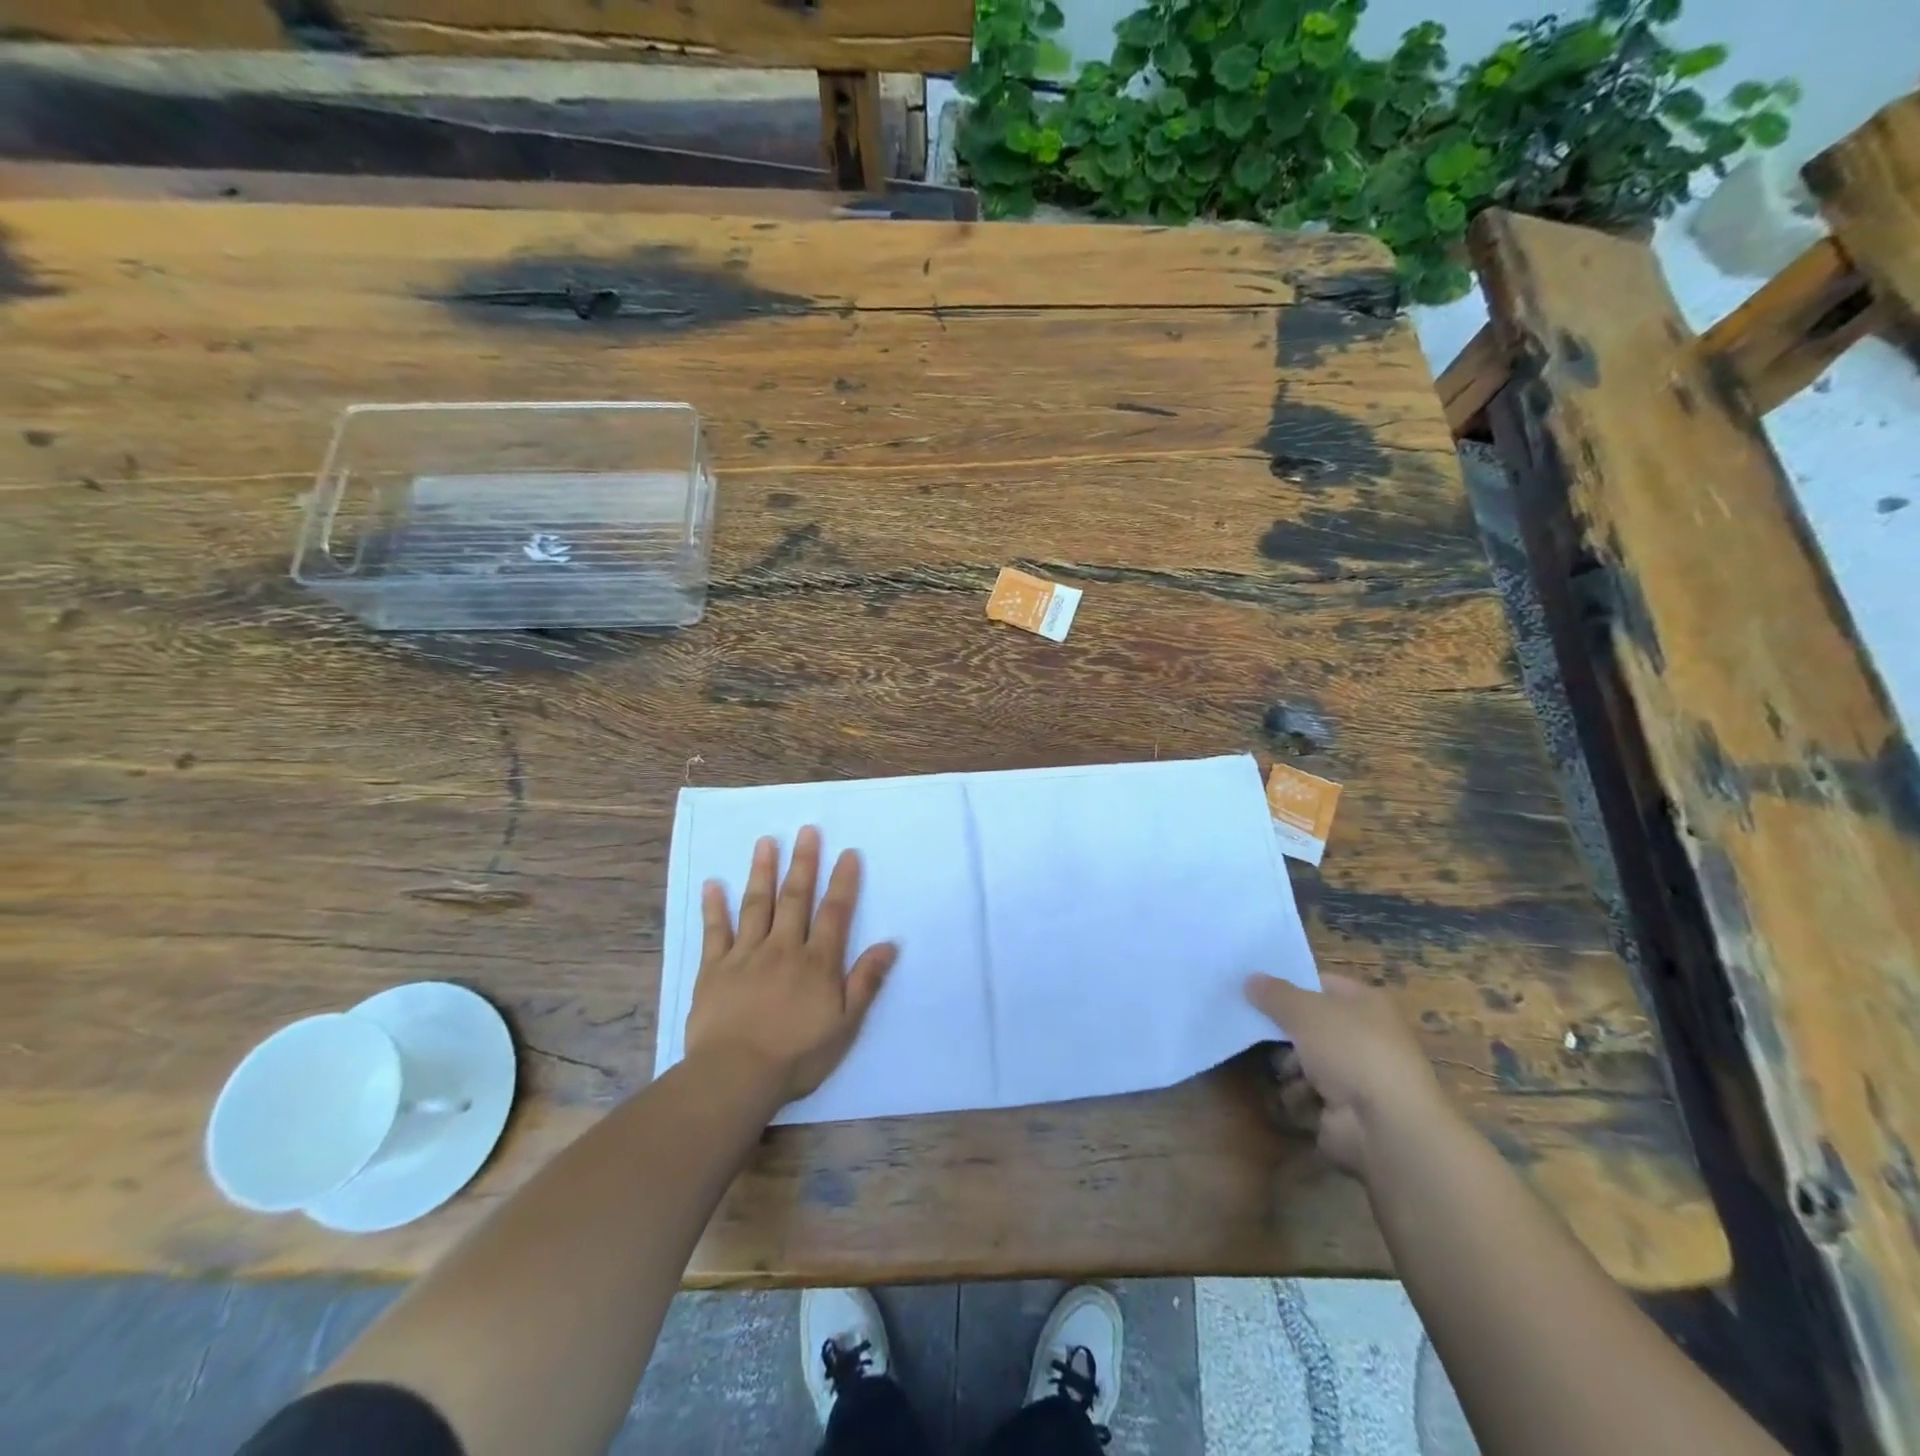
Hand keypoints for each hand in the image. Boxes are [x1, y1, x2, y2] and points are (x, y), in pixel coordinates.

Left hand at [685, 826, 897, 1105]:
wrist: (736, 1075)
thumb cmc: (797, 1055)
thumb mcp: (845, 1025)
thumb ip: (865, 982)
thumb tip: (889, 944)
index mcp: (816, 962)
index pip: (834, 912)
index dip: (843, 881)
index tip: (848, 852)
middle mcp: (783, 947)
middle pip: (795, 898)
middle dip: (803, 862)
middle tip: (807, 830)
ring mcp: (746, 954)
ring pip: (756, 905)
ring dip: (762, 872)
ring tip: (766, 842)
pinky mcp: (714, 968)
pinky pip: (715, 931)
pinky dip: (714, 906)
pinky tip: (712, 883)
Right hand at [1245, 973, 1450, 1178]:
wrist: (1386, 1126)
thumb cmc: (1350, 1050)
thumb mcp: (1304, 1010)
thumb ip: (1273, 993)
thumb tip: (1250, 979)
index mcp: (1366, 1003)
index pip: (1320, 984)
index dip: (1288, 984)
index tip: (1253, 987)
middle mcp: (1364, 1036)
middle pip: (1308, 1024)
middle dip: (1283, 1032)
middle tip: (1254, 1028)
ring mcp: (1356, 1076)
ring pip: (1304, 1060)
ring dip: (1289, 1066)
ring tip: (1286, 1070)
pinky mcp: (1345, 1110)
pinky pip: (1308, 1093)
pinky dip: (1299, 1096)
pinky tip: (1299, 1097)